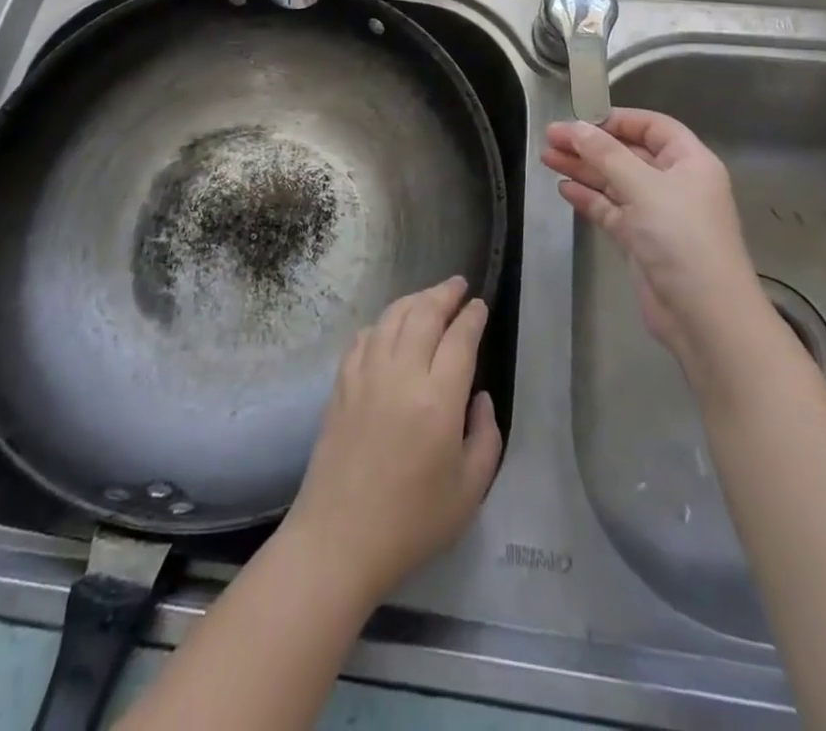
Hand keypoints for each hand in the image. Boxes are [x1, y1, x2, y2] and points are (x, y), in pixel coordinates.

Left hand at [280, 278, 502, 606]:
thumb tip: (479, 397)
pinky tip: (388, 328)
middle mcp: (400, 374)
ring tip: (429, 297)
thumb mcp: (470, 490)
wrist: (339, 540)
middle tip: (458, 285)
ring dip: (414, 300)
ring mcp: (365, 375)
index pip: (459, 339)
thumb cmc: (412, 523)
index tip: (480, 305)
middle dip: (444, 294)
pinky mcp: (341, 385)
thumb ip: (485, 436)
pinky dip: (381, 324)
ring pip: (391, 318)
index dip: (472, 316)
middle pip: (424, 314)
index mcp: (437, 400)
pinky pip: (363, 338)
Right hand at [542, 108, 770, 382]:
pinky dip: (589, 198)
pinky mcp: (641, 241)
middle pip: (628, 154)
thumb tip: (576, 127)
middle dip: (590, 145)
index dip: (617, 120)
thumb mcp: (643, 187)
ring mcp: (657, 214)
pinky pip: (611, 210)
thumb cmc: (681, 238)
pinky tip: (563, 188)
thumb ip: (606, 154)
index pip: (652, 127)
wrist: (703, 315)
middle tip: (550, 138)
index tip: (579, 118)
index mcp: (690, 162)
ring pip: (615, 182)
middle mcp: (675, 184)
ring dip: (583, 169)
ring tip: (547, 158)